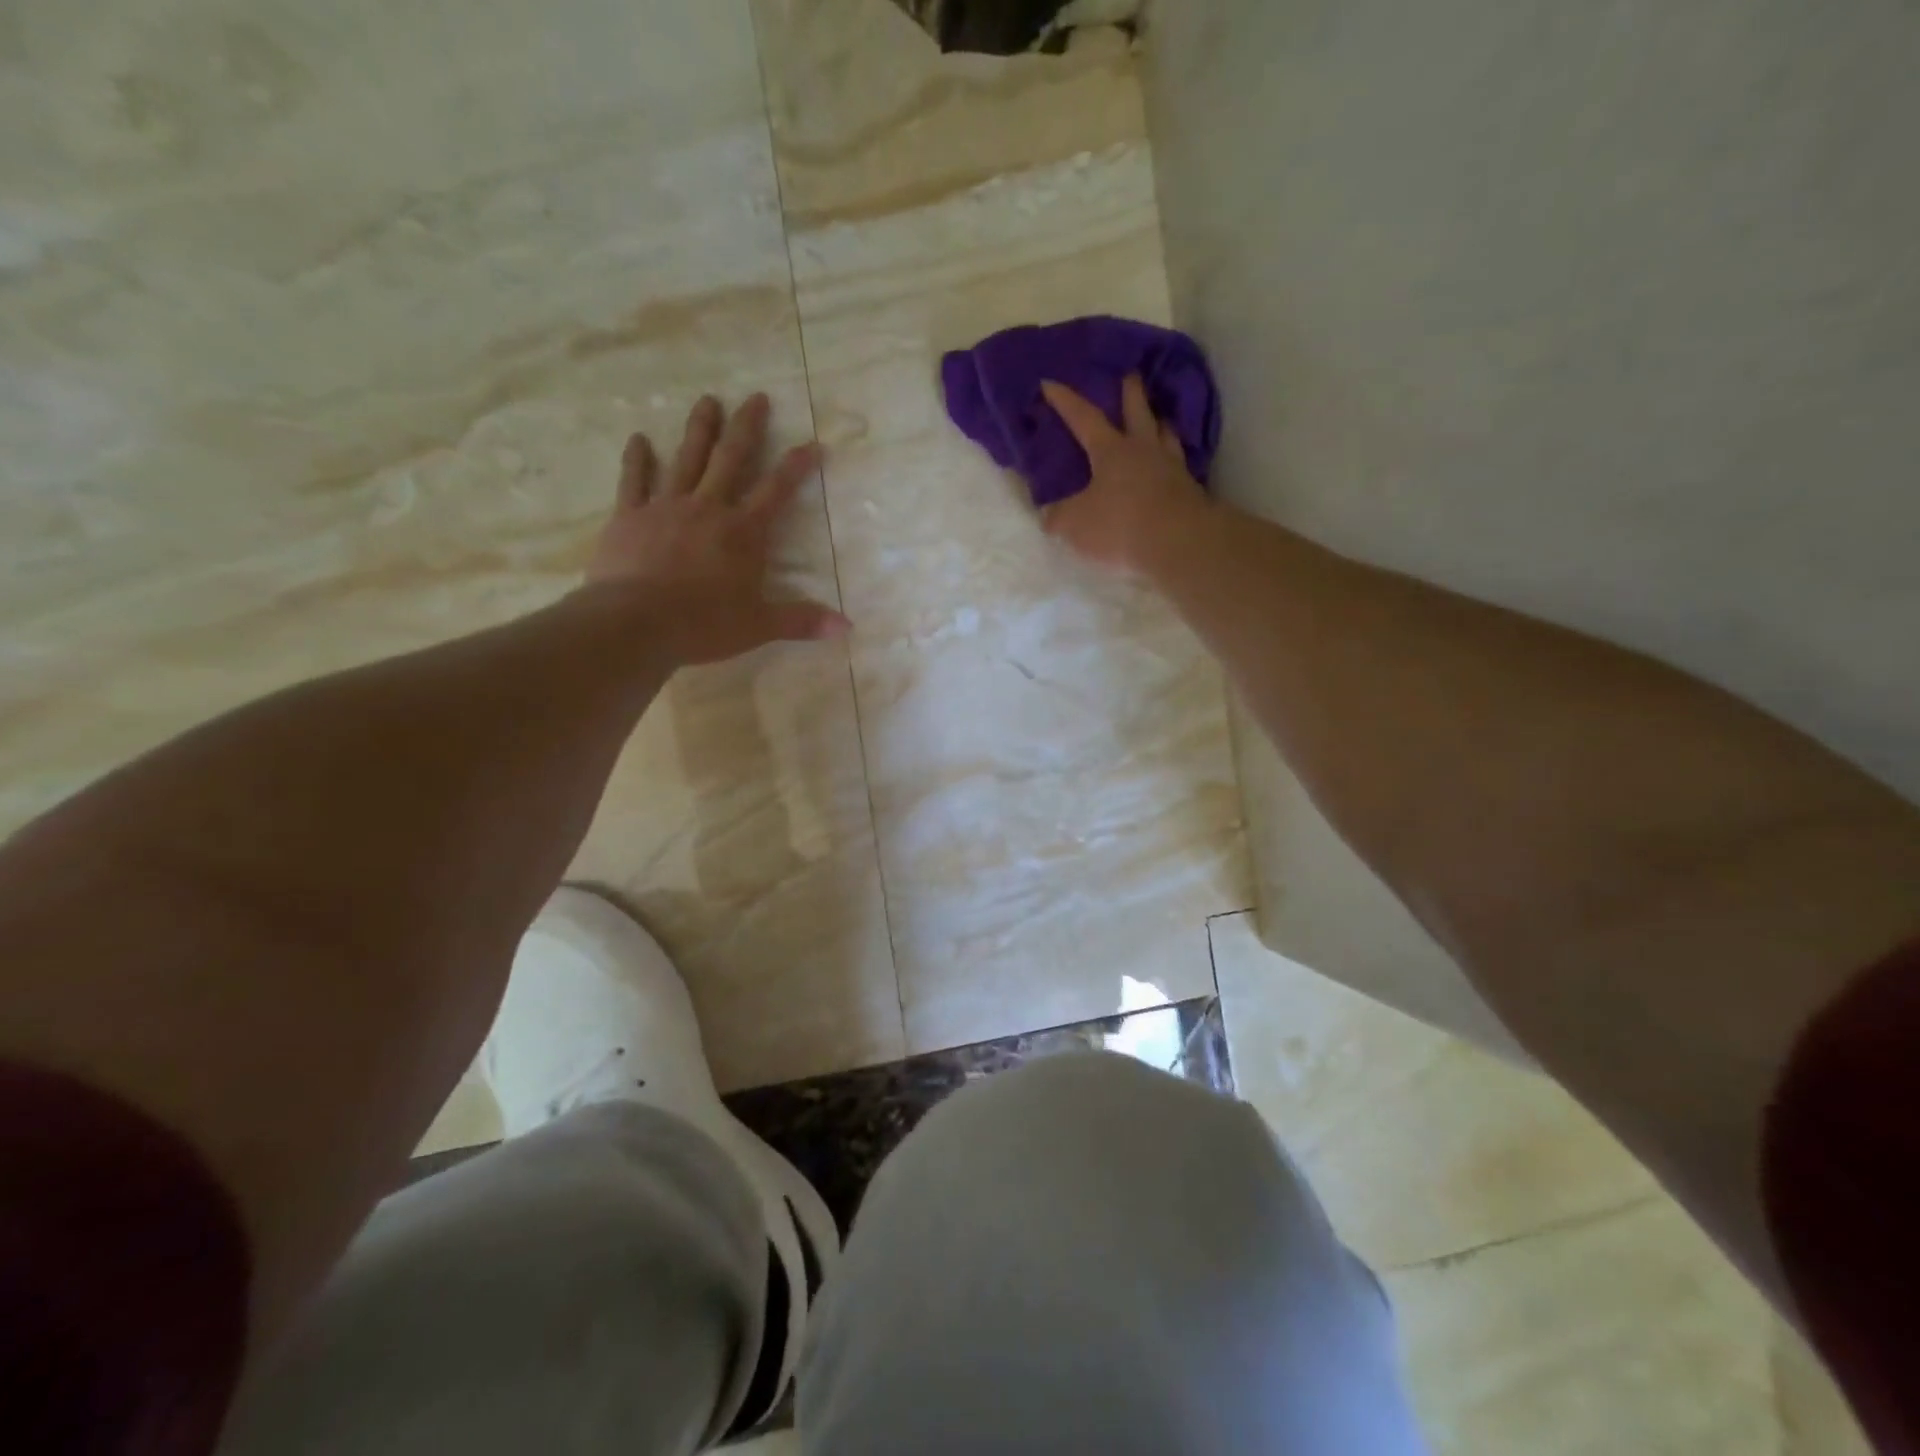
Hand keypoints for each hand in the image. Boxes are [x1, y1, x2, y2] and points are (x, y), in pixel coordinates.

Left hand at [584, 393, 847, 665]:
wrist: (635, 623)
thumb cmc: (703, 625)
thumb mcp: (760, 626)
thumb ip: (802, 621)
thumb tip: (847, 627)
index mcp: (743, 533)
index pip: (777, 491)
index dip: (797, 466)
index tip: (813, 443)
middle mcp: (708, 508)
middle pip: (731, 459)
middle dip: (746, 427)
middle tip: (756, 397)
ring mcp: (666, 507)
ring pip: (686, 459)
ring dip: (699, 429)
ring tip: (707, 400)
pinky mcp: (629, 516)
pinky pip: (633, 480)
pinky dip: (636, 459)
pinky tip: (637, 438)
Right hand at [1039, 374, 1214, 579]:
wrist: (1178, 541)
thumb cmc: (1120, 524)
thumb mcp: (1075, 525)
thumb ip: (1059, 517)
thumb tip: (1048, 515)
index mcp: (1110, 450)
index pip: (1083, 417)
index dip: (1064, 401)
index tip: (1049, 383)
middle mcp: (1143, 449)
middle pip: (1137, 411)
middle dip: (1130, 392)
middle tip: (1130, 374)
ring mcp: (1170, 467)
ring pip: (1165, 434)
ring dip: (1159, 422)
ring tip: (1158, 418)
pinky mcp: (1189, 489)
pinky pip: (1179, 463)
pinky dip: (1173, 456)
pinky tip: (1173, 460)